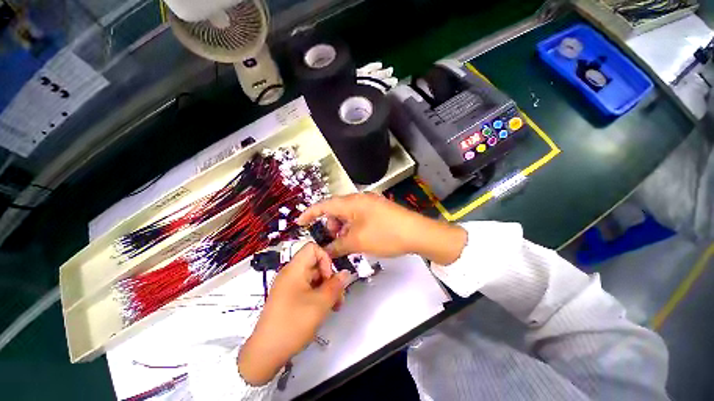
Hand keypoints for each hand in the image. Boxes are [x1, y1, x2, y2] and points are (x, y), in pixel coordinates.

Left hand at [237, 243, 349, 385]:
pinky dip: (318, 295)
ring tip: (335, 306)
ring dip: (327, 288)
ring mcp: (289, 286)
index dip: (325, 258)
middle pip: (315, 264)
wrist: (265, 354)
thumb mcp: (320, 304)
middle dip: (330, 278)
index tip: (330, 278)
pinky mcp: (289, 297)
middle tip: (339, 296)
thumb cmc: (293, 324)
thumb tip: (346, 273)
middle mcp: (291, 273)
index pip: (313, 248)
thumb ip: (336, 285)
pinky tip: (325, 309)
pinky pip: (307, 288)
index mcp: (294, 269)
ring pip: (314, 278)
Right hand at [297, 193, 466, 264]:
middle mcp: (360, 199)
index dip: (310, 213)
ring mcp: (370, 204)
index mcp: (352, 202)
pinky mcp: (378, 210)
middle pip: (336, 209)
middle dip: (330, 224)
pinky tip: (357, 238)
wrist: (417, 233)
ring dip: (342, 227)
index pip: (324, 205)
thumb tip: (325, 251)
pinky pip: (359, 217)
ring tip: (345, 242)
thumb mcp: (358, 242)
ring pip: (348, 214)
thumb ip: (338, 246)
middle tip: (331, 240)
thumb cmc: (385, 234)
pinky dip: (353, 227)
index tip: (300, 222)